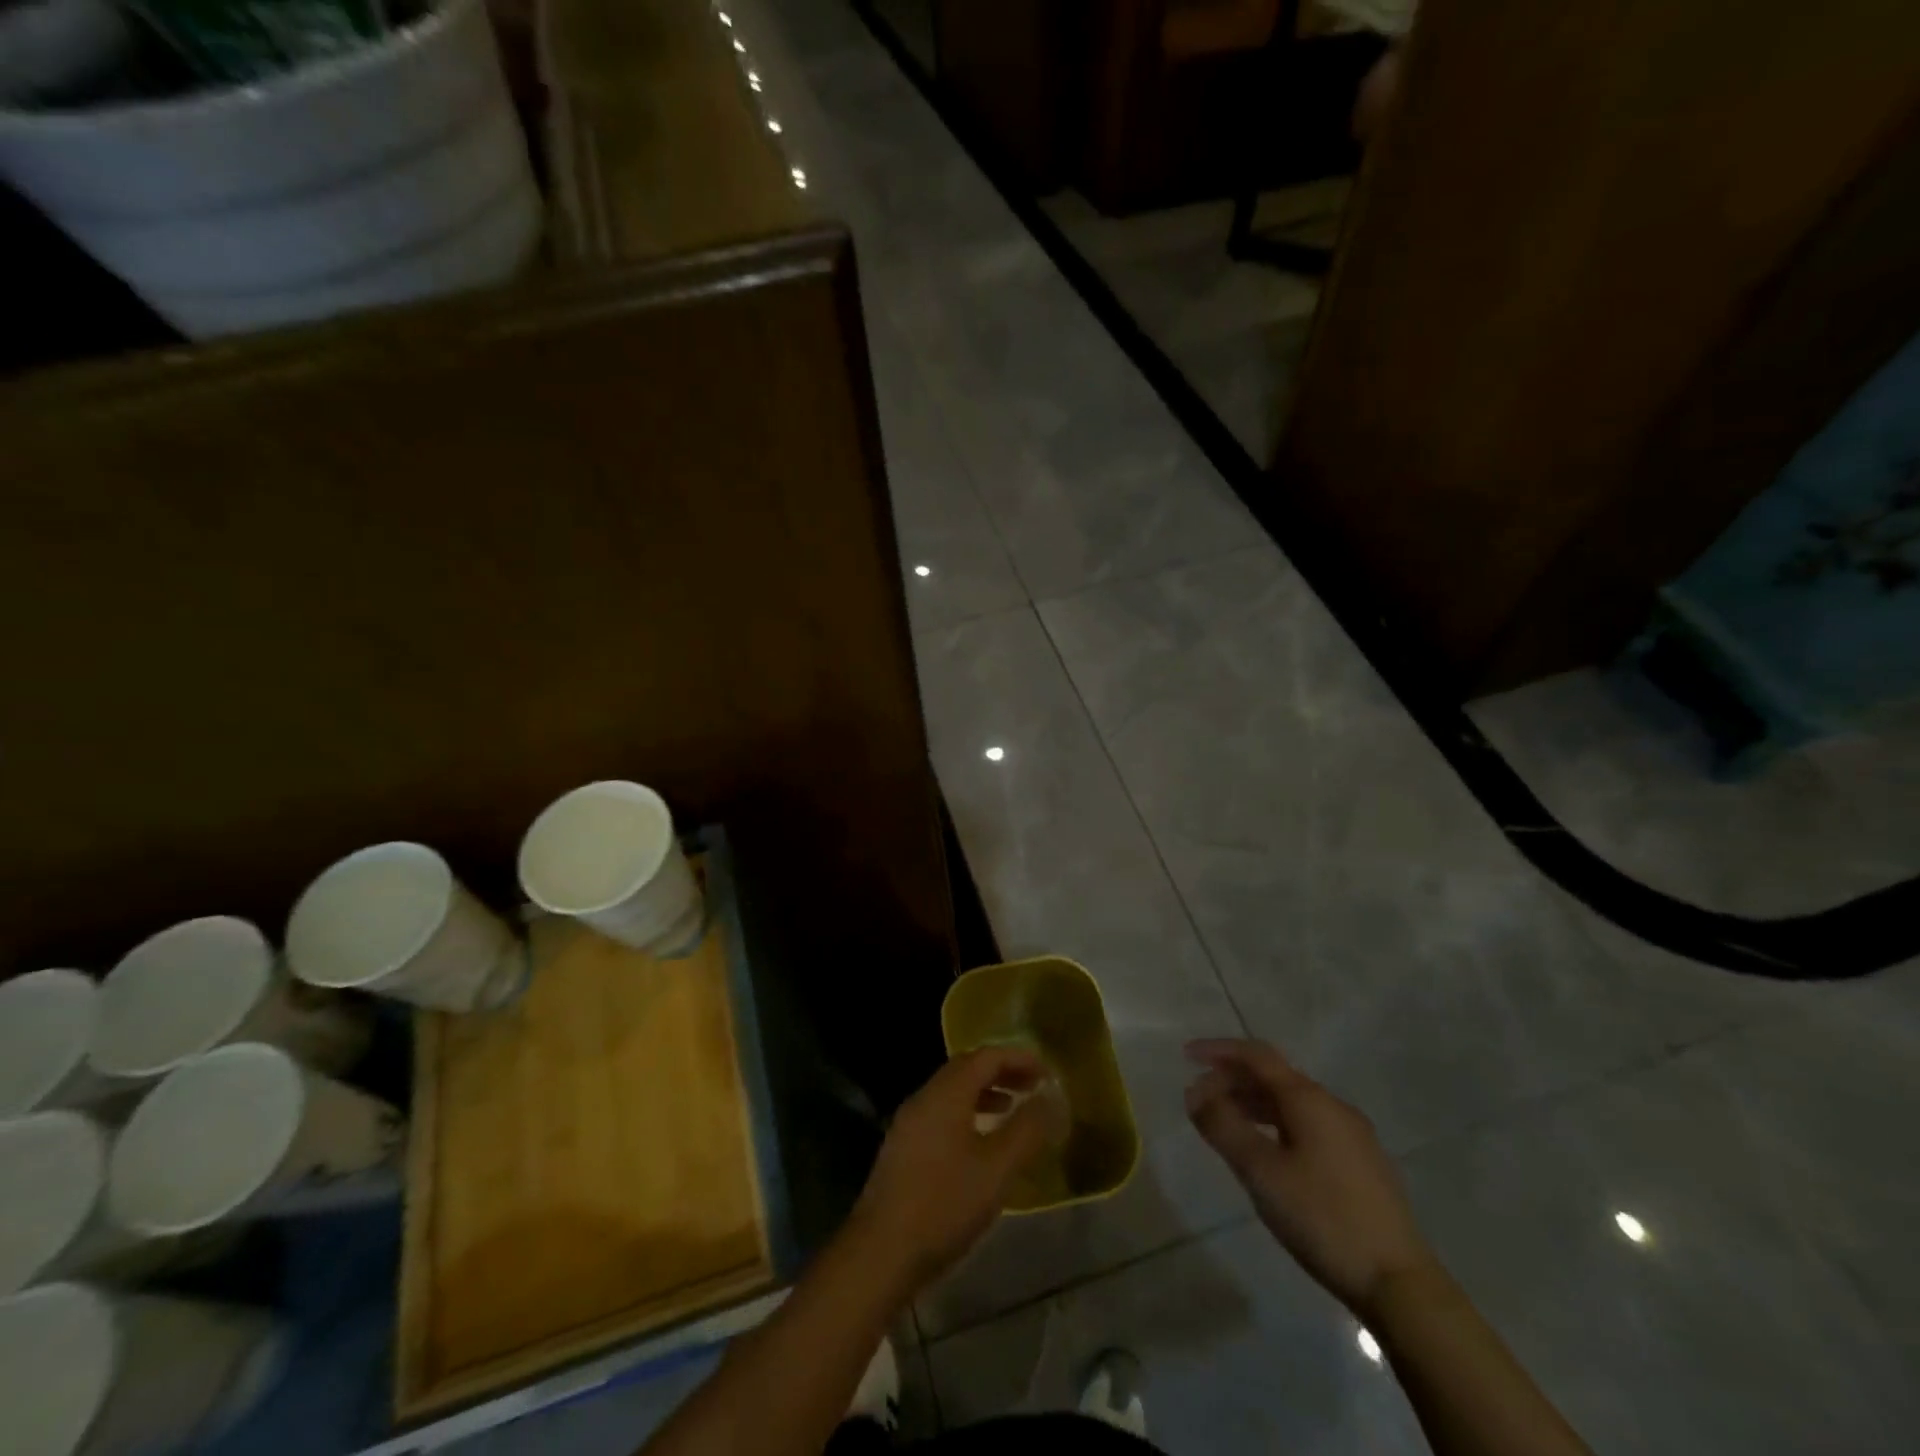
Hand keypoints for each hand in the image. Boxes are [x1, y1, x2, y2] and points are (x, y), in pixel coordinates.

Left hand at [844, 1047, 1053, 1295]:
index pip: (986, 1056)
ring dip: (985, 1093)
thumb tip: (1051, 1097)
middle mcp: (925, 1097)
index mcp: (946, 1093)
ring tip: (1012, 1110)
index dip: (1019, 1058)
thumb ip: (1027, 1129)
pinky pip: (941, 1113)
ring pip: (952, 1092)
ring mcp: (909, 1122)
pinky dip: (968, 1113)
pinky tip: (981, 1143)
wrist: (881, 1252)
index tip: (1047, 1072)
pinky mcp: (903, 1147)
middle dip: (1002, 1072)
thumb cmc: (945, 1204)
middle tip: (1033, 1087)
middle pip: (967, 1068)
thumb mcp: (997, 1169)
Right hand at [1186, 1038, 1438, 1315]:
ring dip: (1253, 1104)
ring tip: (1225, 1123)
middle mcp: (1333, 1106)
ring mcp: (1353, 1135)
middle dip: (1232, 1080)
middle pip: (1274, 1077)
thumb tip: (1194, 1092)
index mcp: (1309, 1099)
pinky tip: (1267, 1152)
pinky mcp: (1362, 1164)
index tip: (1186, 1056)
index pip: (1257, 1056)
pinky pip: (1308, 1125)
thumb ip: (1223, 1126)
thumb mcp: (1261, 1171)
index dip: (1219, 1050)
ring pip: (1292, 1103)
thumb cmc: (1322, 1218)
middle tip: (1199, 1099)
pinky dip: (1276, 1124)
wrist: (1400, 1284)